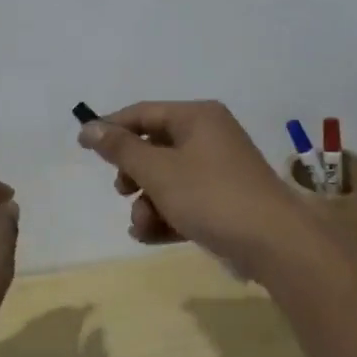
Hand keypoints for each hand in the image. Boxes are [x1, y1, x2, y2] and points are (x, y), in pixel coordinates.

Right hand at [78, 101, 327, 275]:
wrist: (274, 243)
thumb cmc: (211, 196)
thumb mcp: (159, 171)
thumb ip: (122, 149)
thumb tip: (89, 126)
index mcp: (197, 117)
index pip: (144, 113)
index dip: (111, 127)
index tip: (82, 146)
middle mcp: (209, 136)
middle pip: (155, 147)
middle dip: (133, 174)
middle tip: (122, 191)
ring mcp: (219, 170)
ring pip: (168, 178)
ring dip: (148, 202)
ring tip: (143, 224)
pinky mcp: (225, 201)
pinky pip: (185, 200)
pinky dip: (167, 215)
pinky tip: (152, 235)